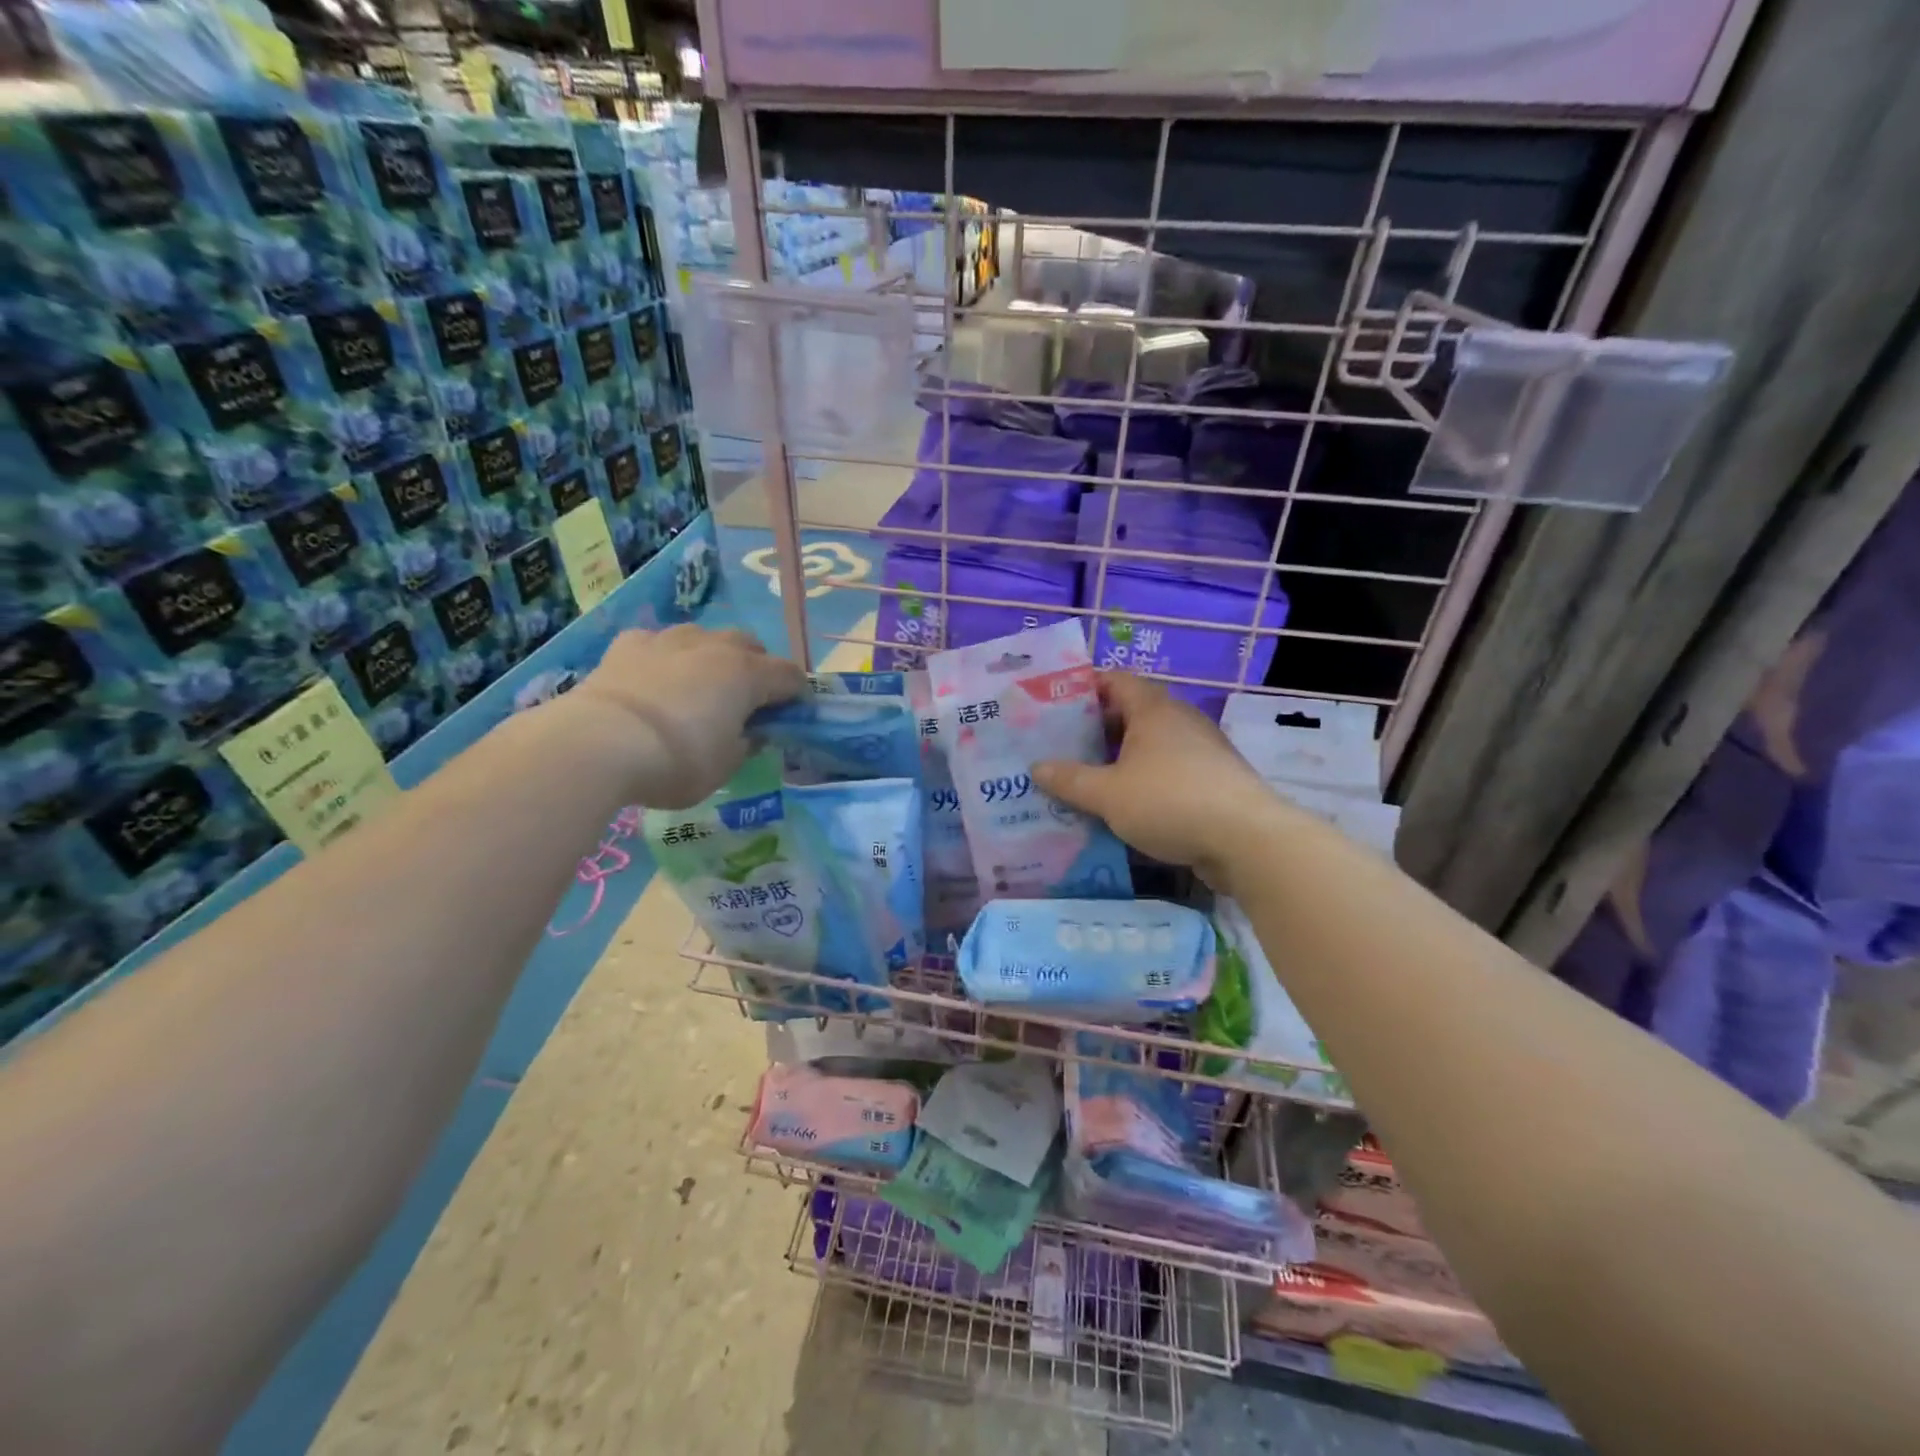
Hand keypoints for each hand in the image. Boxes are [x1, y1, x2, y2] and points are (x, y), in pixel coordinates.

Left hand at [562, 626, 805, 808]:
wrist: (598, 744)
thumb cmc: (676, 761)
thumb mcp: (725, 766)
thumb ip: (746, 744)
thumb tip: (751, 732)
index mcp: (747, 675)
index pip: (790, 676)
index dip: (796, 695)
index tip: (792, 716)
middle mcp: (714, 647)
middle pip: (749, 645)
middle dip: (756, 668)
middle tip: (747, 701)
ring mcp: (669, 640)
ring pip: (704, 637)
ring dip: (712, 657)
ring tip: (701, 686)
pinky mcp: (628, 644)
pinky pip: (659, 643)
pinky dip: (666, 658)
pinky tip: (655, 679)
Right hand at [1034, 672, 1275, 886]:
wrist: (1247, 840)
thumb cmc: (1170, 801)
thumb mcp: (1108, 793)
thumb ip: (1070, 780)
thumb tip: (1037, 767)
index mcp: (1153, 709)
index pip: (1114, 681)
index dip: (1082, 688)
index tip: (1052, 706)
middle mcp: (1179, 721)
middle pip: (1130, 714)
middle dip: (1094, 730)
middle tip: (1058, 747)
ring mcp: (1200, 751)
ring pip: (1148, 746)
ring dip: (1117, 760)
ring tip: (1082, 779)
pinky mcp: (1211, 781)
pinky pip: (1166, 772)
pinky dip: (1141, 781)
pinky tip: (1121, 806)